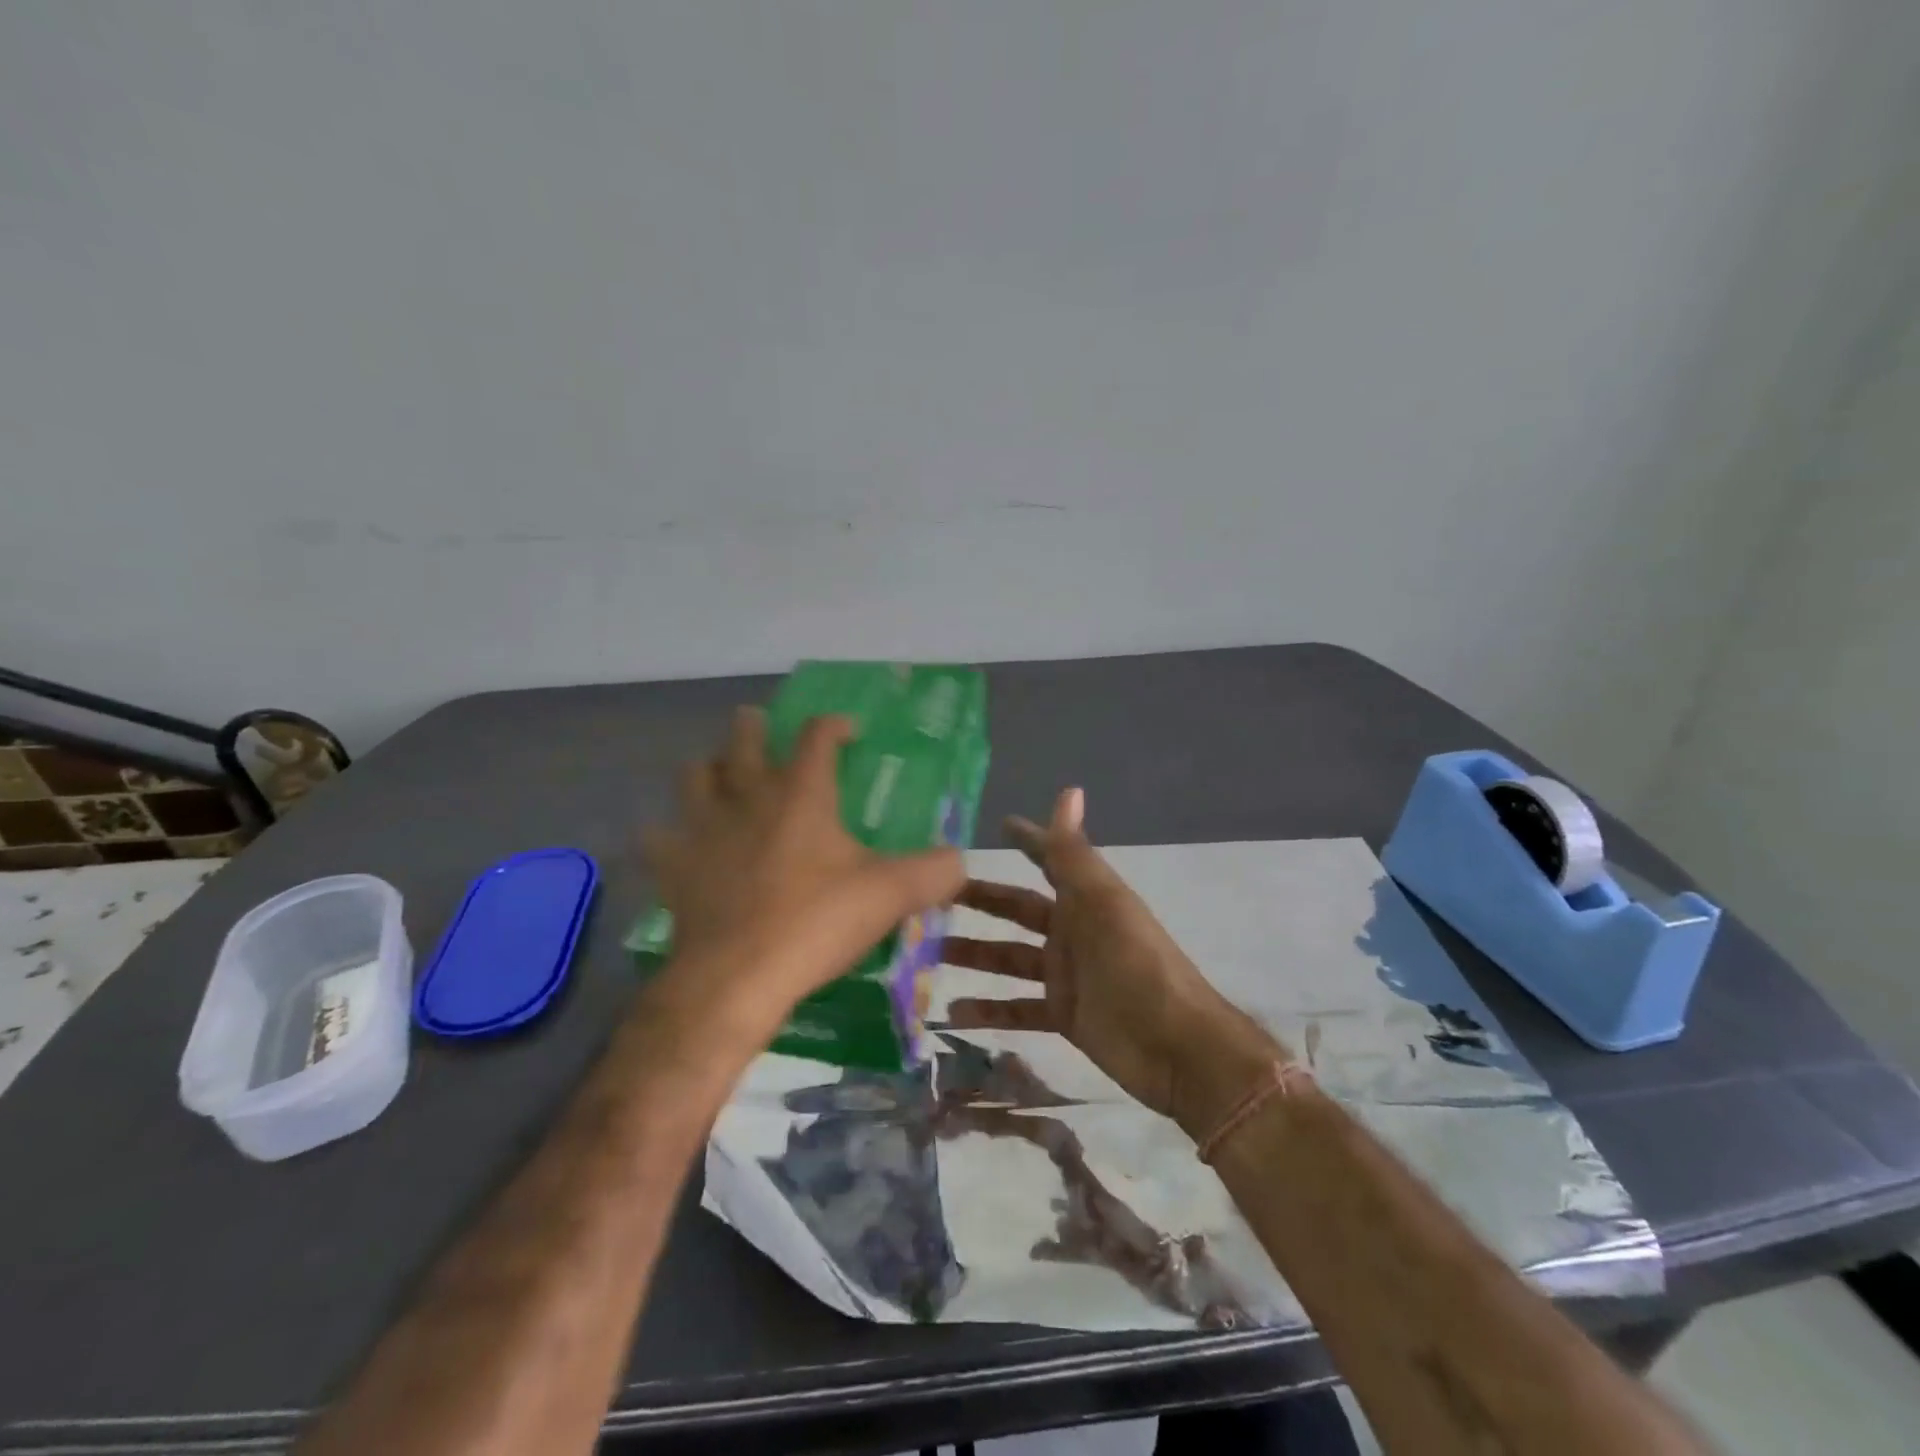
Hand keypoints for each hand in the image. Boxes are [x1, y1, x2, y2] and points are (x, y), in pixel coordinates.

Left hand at [642, 708, 965, 1029]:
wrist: (737, 978)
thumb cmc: (815, 923)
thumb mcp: (890, 895)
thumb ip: (934, 872)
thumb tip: (960, 860)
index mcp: (801, 794)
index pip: (816, 736)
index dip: (834, 724)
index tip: (849, 730)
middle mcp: (748, 798)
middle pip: (741, 740)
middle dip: (752, 726)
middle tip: (759, 726)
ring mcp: (704, 829)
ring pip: (694, 776)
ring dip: (707, 768)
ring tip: (719, 774)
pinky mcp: (674, 867)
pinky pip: (659, 837)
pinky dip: (667, 834)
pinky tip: (677, 843)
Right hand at [942, 788, 1285, 1132]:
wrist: (1178, 1049)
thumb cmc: (1137, 967)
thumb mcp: (1103, 905)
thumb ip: (1075, 855)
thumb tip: (1069, 790)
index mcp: (1084, 900)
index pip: (1048, 860)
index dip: (1027, 841)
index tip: (996, 825)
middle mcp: (1073, 931)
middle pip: (1018, 910)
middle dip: (981, 901)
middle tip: (931, 897)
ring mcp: (1066, 975)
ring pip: (1010, 959)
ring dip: (974, 956)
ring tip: (929, 955)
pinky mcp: (1064, 1015)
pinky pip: (1018, 1008)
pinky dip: (989, 1011)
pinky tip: (952, 1014)